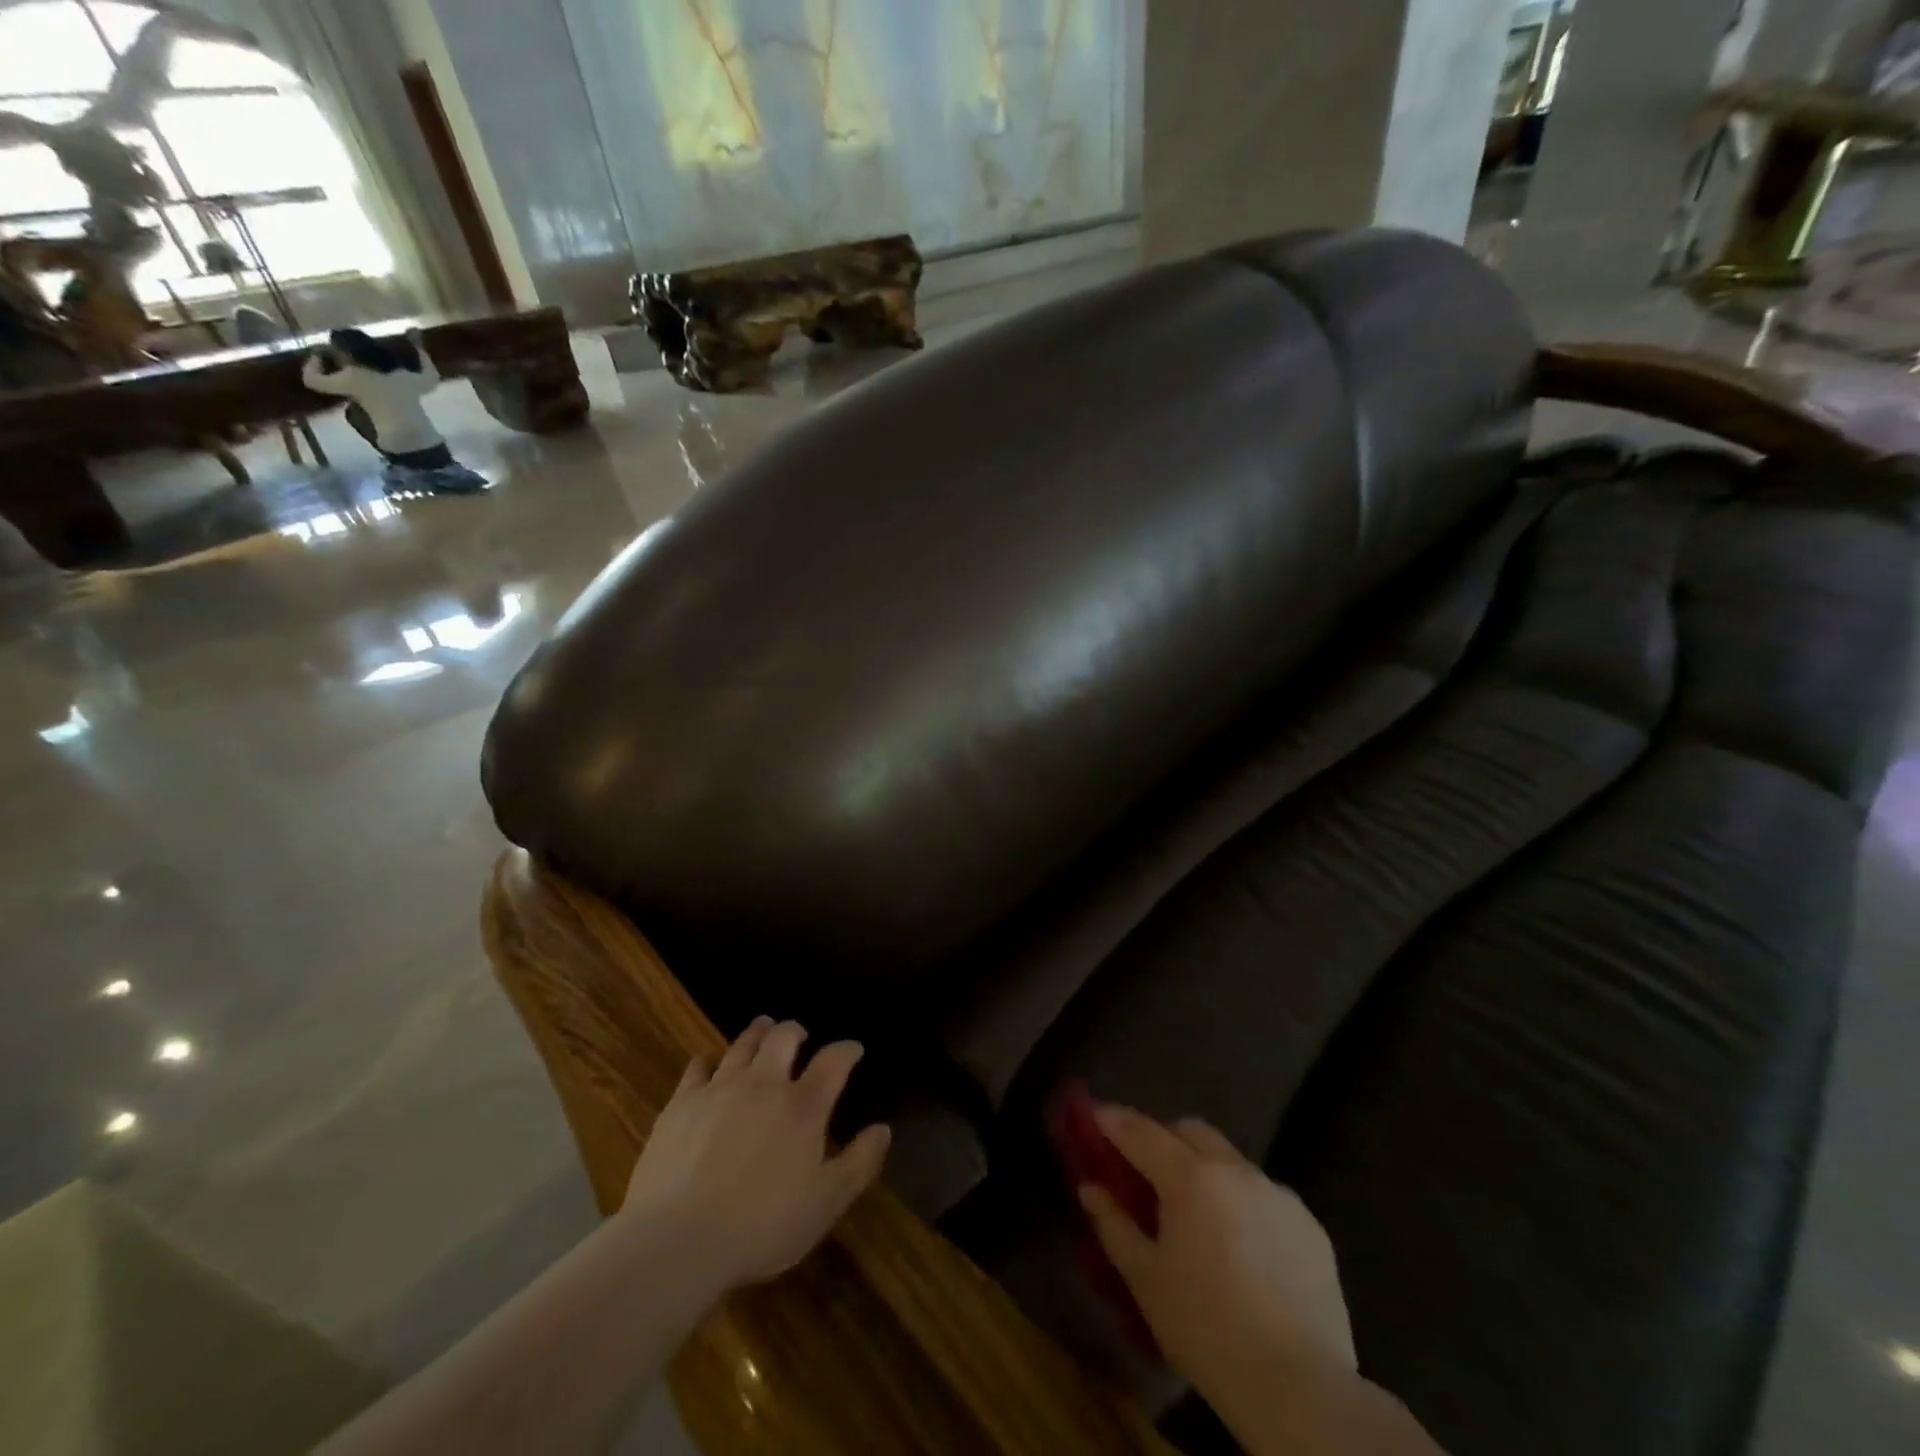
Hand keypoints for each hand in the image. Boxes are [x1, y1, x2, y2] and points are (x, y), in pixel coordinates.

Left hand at [621, 1017, 890, 1290]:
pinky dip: (707, 1061)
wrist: (679, 1241)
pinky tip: (707, 1064)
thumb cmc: (762, 1226)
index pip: (833, 1061)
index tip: (853, 1049)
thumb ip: (859, 1163)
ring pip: (742, 1045)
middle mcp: (763, 1084)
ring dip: (757, 1033)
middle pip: (783, 1038)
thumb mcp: (826, 1204)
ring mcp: (719, 1089)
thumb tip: (883, 1129)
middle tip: (799, 1034)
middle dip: (795, 1031)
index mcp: (803, 1106)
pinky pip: (697, 1067)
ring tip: (762, 1029)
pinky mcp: (681, 1104)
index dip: (847, 1050)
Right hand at [1079, 1106, 1354, 1401]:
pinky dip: (1243, 1203)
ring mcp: (1277, 1194)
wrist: (1299, 1387)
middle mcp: (1235, 1170)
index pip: (1141, 1131)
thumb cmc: (1205, 1328)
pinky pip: (1265, 1195)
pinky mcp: (1310, 1225)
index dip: (1113, 1120)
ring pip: (1231, 1161)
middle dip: (1163, 1138)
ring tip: (1197, 1214)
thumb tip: (1090, 1187)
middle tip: (1145, 1170)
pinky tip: (1242, 1247)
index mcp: (1190, 1177)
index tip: (1094, 1115)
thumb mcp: (1145, 1279)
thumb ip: (1114, 1224)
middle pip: (1190, 1131)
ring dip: (1206, 1171)